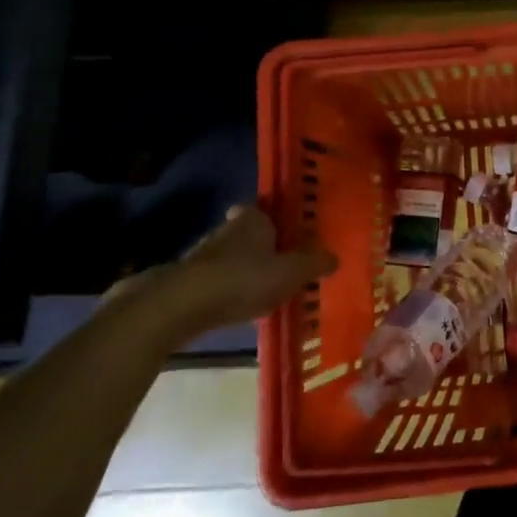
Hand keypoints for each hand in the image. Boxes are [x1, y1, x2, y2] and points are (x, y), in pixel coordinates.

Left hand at [113, 205, 337, 340]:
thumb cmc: (244, 279)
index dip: (275, 221)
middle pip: (246, 233)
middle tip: (278, 264)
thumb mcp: (291, 273)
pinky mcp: (184, 280)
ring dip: (240, 269)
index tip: (287, 236)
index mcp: (253, 219)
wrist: (181, 306)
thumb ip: (314, 264)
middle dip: (259, 246)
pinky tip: (233, 307)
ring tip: (259, 290)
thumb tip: (336, 257)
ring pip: (227, 257)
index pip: (265, 210)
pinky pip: (212, 281)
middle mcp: (226, 229)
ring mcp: (201, 254)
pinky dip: (223, 290)